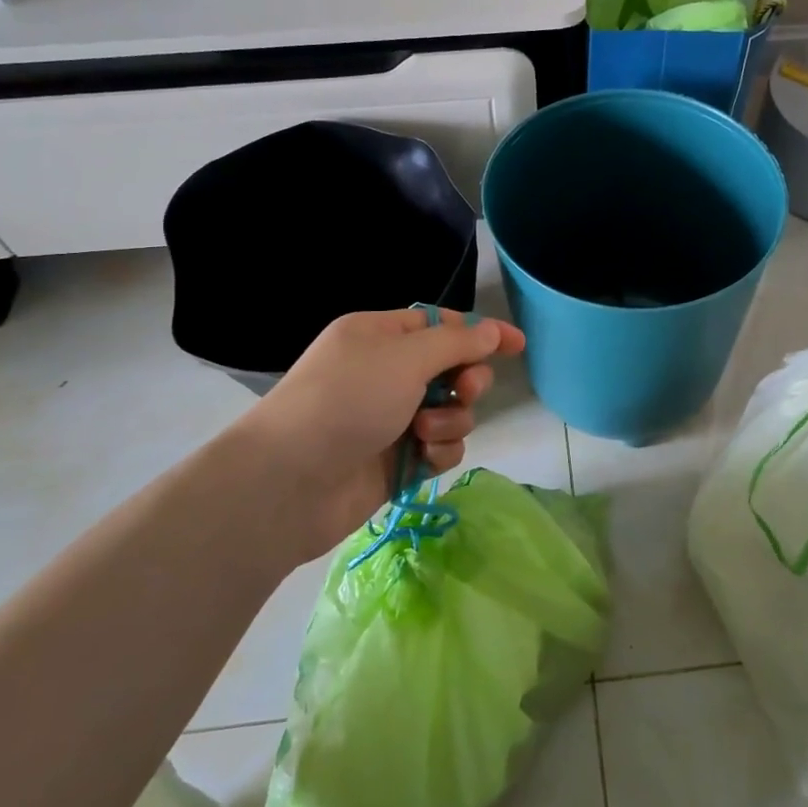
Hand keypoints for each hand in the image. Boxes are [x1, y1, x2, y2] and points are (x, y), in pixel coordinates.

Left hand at [234, 309, 525, 561]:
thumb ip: (457, 343)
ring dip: (451, 419)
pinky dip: (438, 450)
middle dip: (467, 379)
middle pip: (452, 368)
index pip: (441, 324)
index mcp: (380, 335)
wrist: (289, 482)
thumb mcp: (405, 358)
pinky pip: (439, 446)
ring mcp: (391, 417)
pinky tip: (422, 457)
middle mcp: (386, 372)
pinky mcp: (396, 459)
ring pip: (452, 410)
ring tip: (425, 432)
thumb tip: (492, 332)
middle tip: (466, 390)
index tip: (517, 345)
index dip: (480, 332)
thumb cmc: (346, 400)